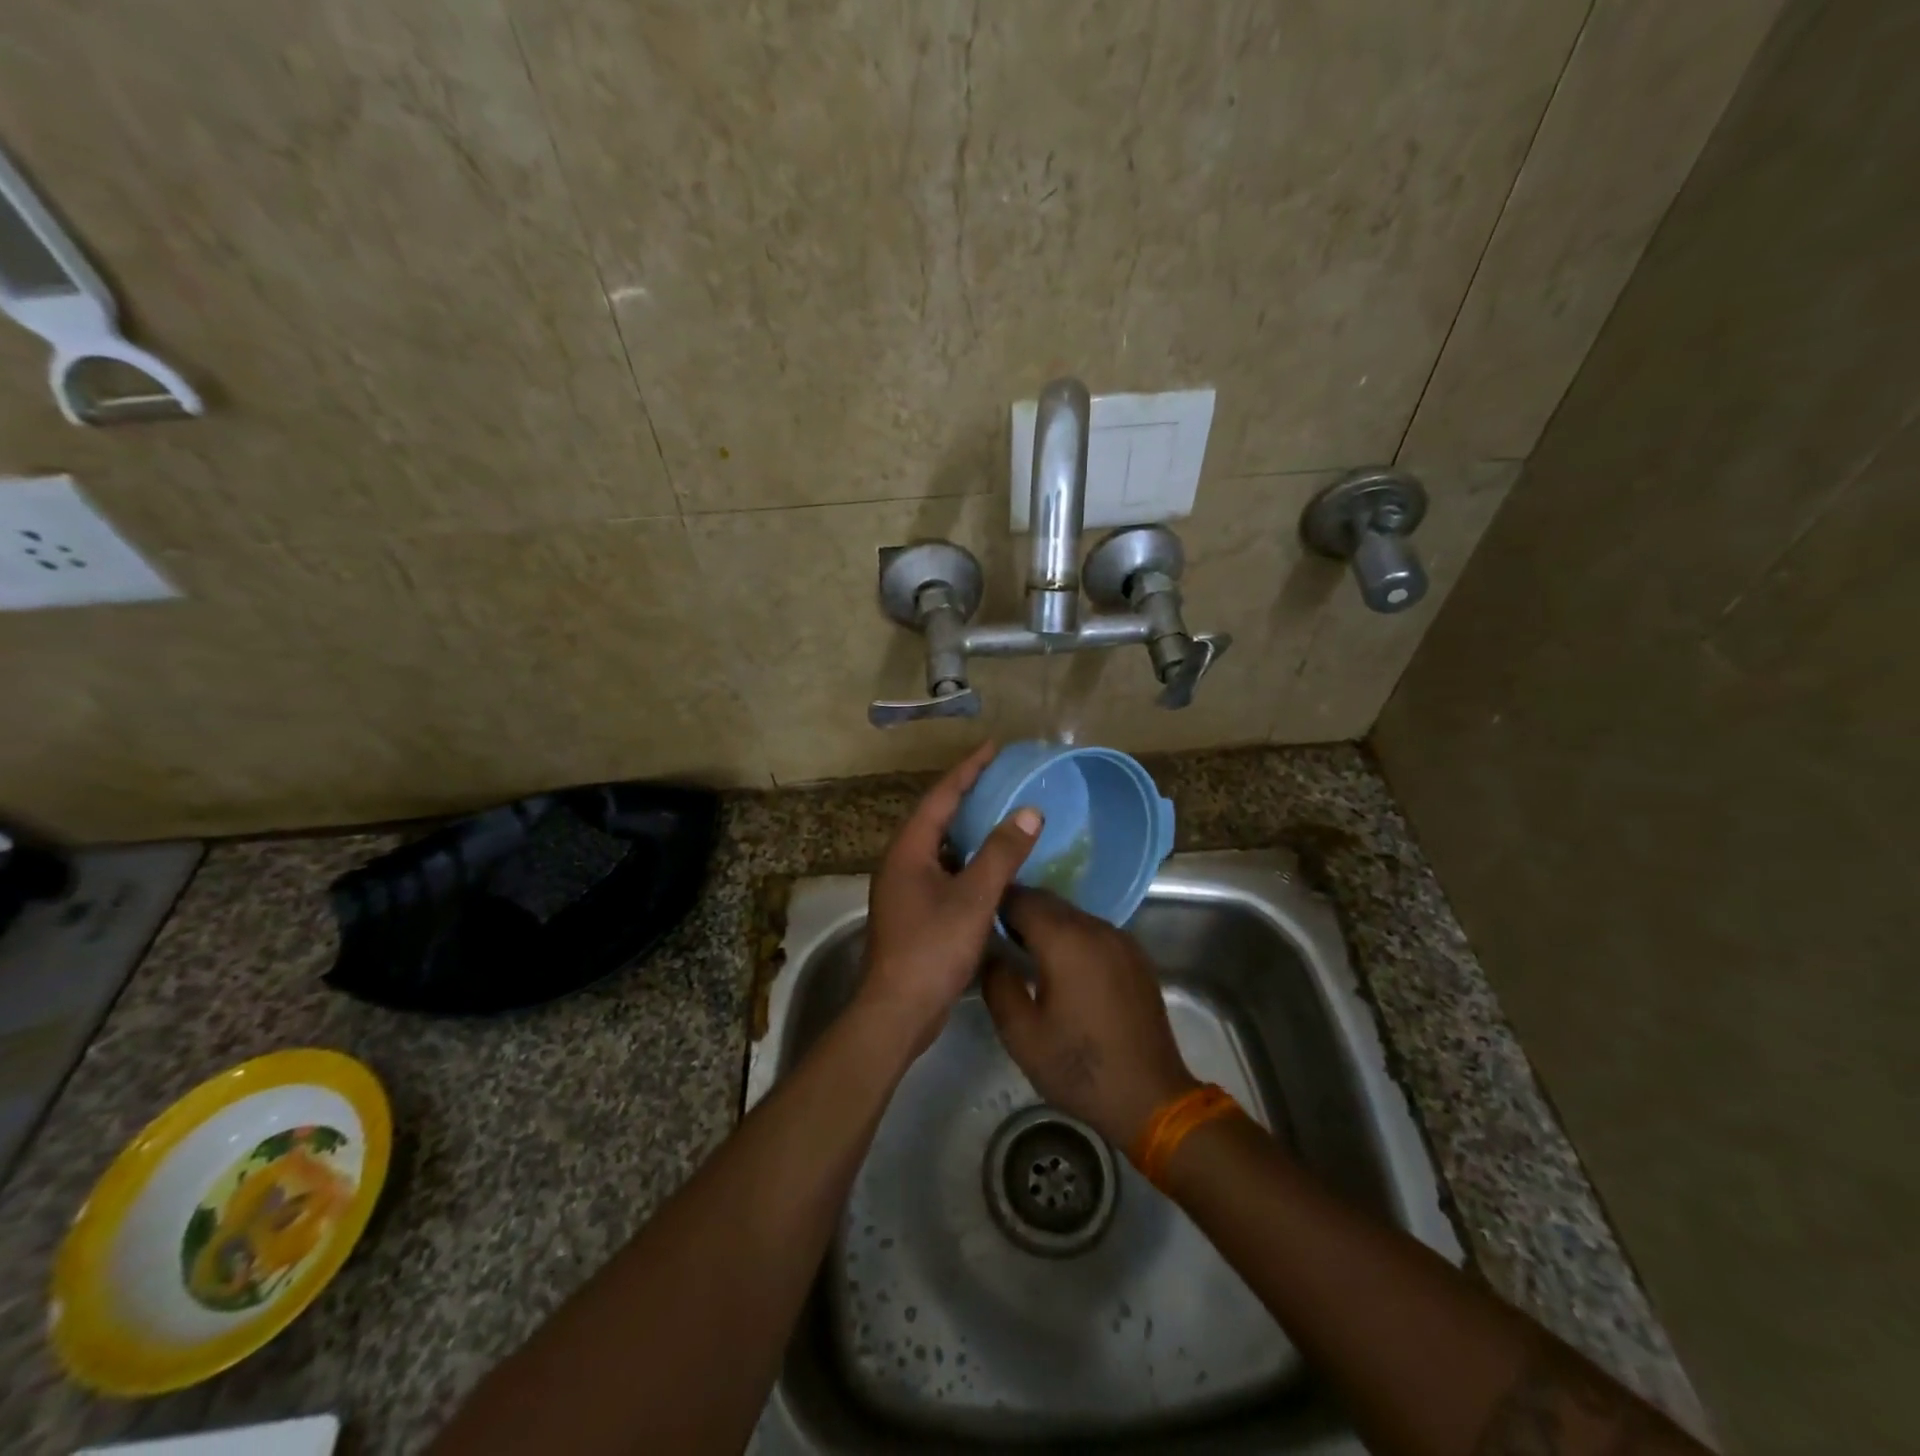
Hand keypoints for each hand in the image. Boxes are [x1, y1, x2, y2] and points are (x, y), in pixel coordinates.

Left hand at [858, 742, 1041, 1056]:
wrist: (897, 1011)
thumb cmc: (932, 948)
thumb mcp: (973, 898)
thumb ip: (1001, 853)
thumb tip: (1029, 811)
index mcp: (909, 849)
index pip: (941, 796)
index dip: (968, 769)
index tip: (994, 747)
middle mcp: (901, 861)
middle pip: (937, 816)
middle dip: (968, 794)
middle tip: (1002, 777)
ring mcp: (904, 887)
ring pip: (940, 845)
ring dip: (968, 828)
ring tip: (1001, 814)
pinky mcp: (913, 911)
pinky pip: (943, 869)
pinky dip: (967, 859)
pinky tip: (992, 866)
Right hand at [981, 888, 1198, 1148]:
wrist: (1150, 1097)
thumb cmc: (1078, 1068)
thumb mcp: (1021, 1035)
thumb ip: (998, 984)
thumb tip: (992, 954)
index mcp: (1065, 940)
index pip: (1021, 899)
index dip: (995, 904)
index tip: (977, 919)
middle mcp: (1095, 928)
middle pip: (1049, 902)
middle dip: (1020, 911)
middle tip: (996, 936)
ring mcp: (1121, 940)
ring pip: (1073, 916)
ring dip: (1047, 924)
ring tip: (1026, 953)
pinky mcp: (1135, 956)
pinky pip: (1094, 932)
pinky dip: (1073, 937)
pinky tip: (1064, 968)